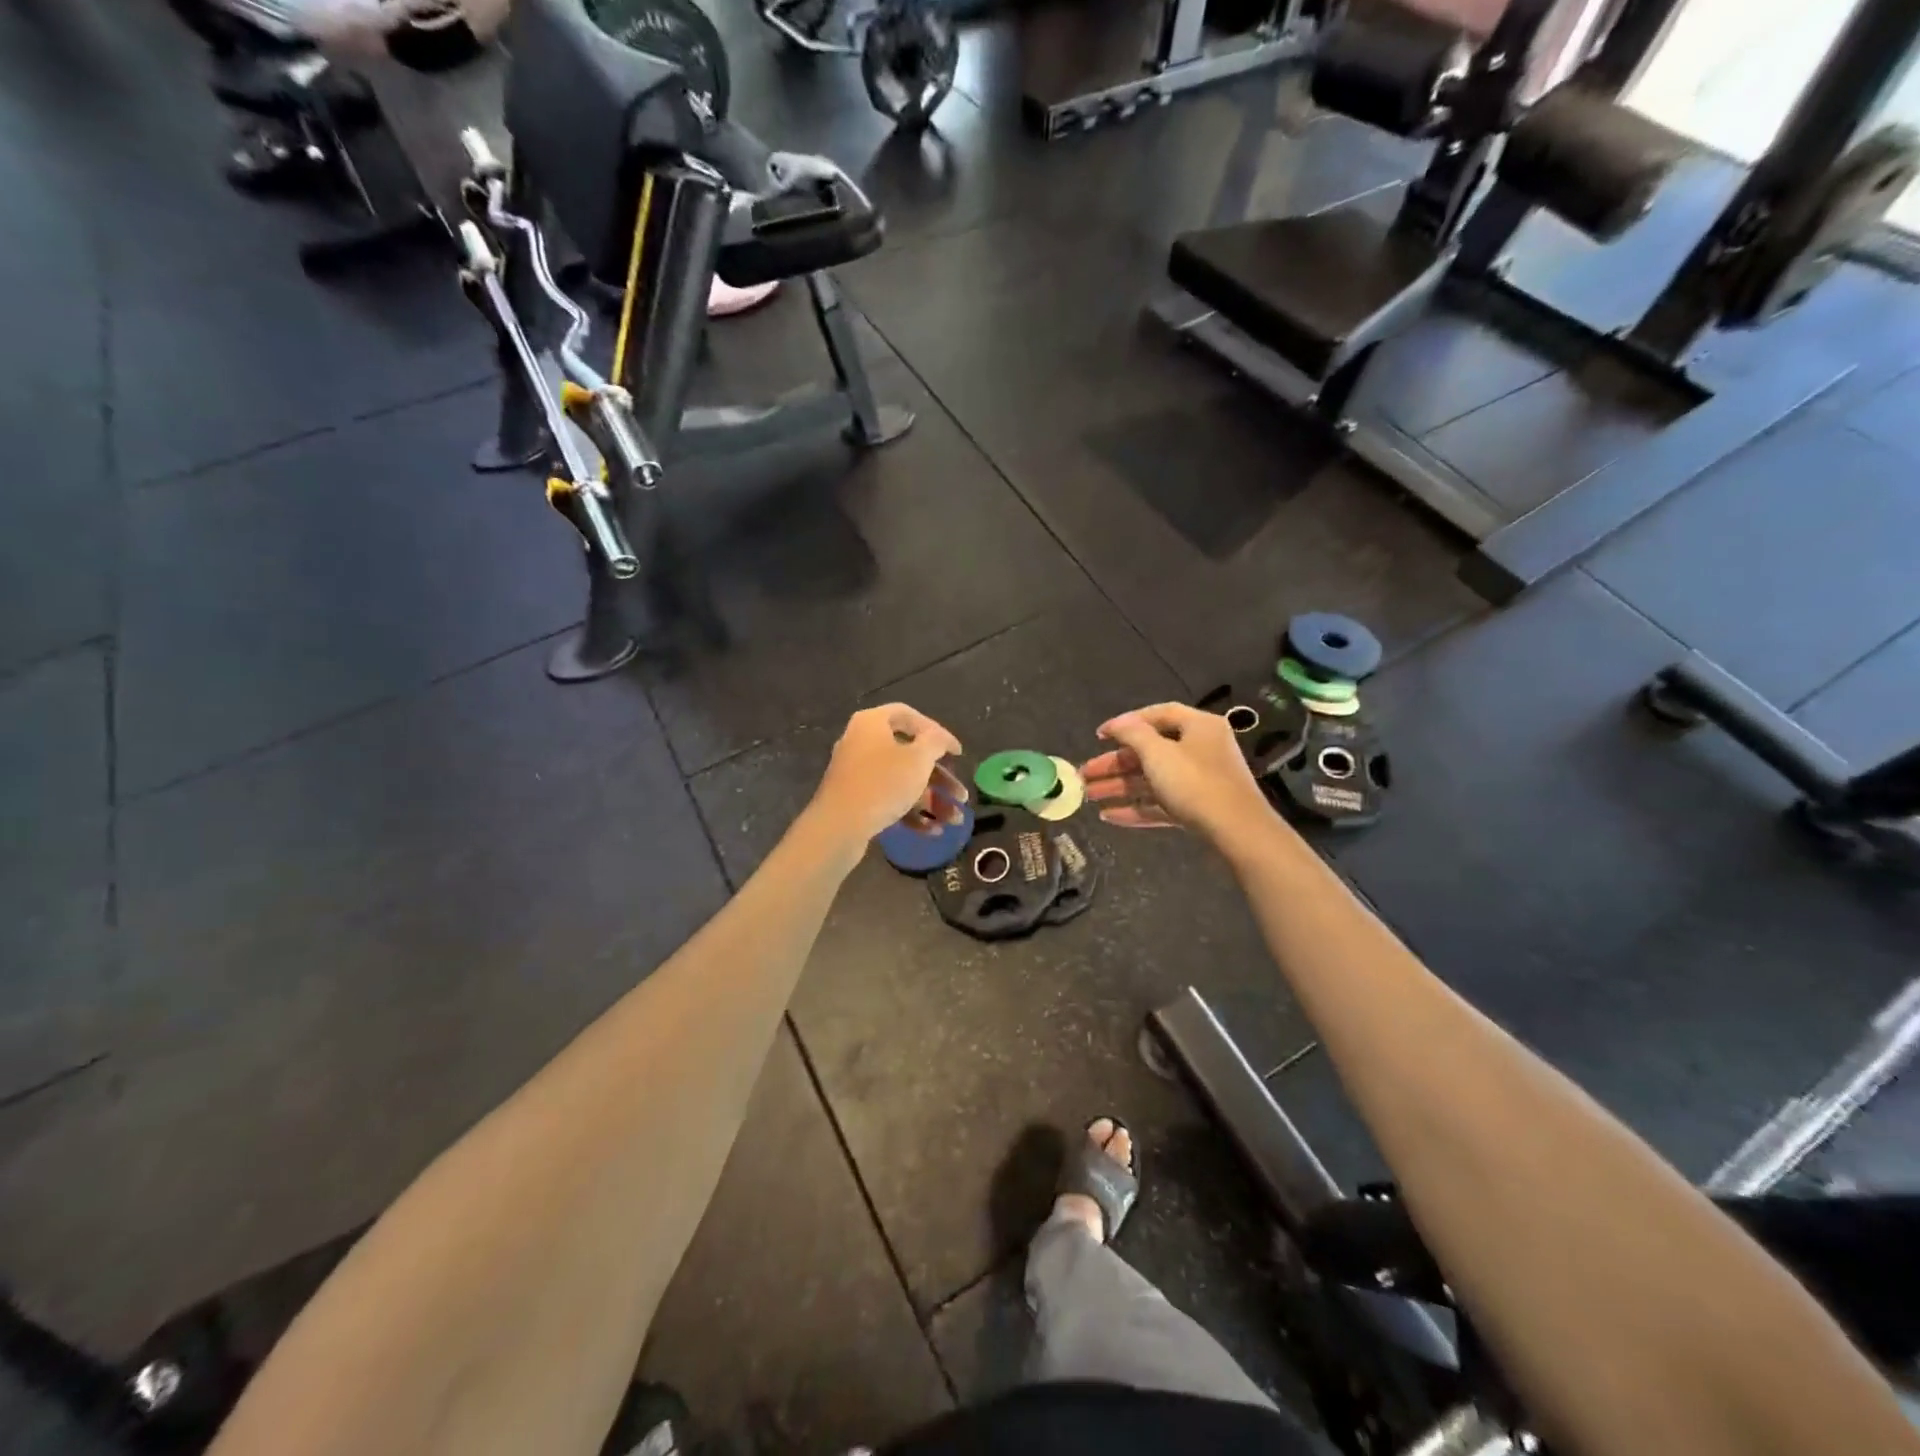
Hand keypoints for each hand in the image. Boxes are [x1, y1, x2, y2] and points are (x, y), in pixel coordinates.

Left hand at [810, 704, 967, 846]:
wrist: (839, 826)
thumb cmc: (883, 783)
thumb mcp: (918, 758)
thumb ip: (935, 742)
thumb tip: (938, 738)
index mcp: (872, 723)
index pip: (909, 715)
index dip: (937, 731)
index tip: (957, 752)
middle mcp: (861, 742)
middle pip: (909, 754)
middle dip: (940, 778)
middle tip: (961, 794)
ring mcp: (857, 773)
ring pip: (902, 781)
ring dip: (931, 800)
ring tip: (955, 820)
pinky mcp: (855, 799)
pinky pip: (888, 799)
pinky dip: (910, 812)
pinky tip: (934, 831)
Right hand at [1080, 703, 1278, 848]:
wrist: (1237, 831)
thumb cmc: (1195, 782)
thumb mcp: (1158, 753)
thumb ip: (1133, 734)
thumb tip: (1118, 724)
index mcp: (1197, 727)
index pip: (1157, 714)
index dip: (1126, 723)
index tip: (1099, 736)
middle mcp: (1200, 749)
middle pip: (1150, 751)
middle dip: (1114, 764)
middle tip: (1085, 774)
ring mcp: (1199, 781)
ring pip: (1152, 780)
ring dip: (1120, 787)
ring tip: (1089, 797)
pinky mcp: (1197, 809)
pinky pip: (1161, 803)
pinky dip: (1136, 808)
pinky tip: (1109, 816)